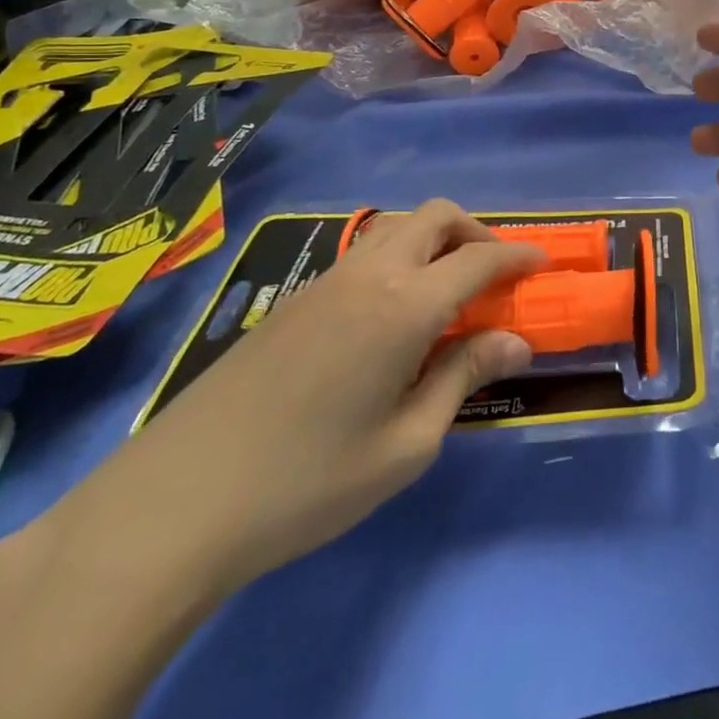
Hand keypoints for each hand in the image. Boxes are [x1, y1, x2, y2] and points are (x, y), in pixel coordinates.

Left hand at [50, 201, 542, 592]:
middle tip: (494, 274)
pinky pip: (364, 252)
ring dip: (435, 239)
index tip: (542, 263)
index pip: (478, 260)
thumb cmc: (307, 484)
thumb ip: (463, 378)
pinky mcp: (296, 298)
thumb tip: (516, 342)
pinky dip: (399, 258)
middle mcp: (369, 275)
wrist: (176, 502)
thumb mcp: (405, 445)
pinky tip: (393, 313)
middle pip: (435, 215)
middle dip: (476, 231)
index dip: (518, 255)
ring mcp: (325, 281)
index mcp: (403, 306)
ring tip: (449, 290)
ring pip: (396, 226)